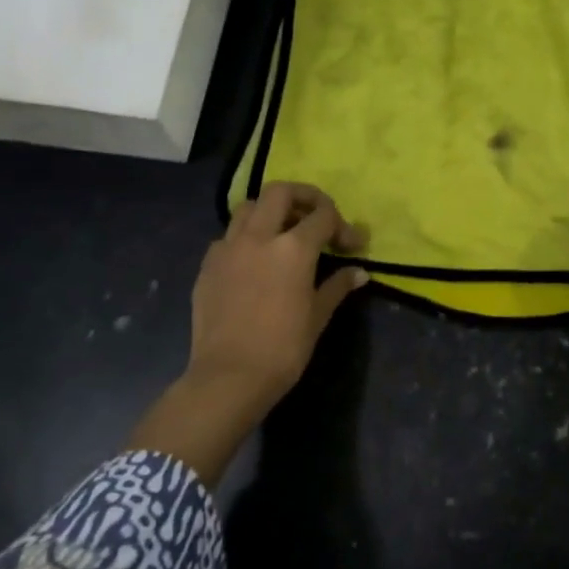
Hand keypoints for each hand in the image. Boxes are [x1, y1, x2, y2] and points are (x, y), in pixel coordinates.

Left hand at [187, 182, 368, 413]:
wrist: (229, 376)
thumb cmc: (283, 348)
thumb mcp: (318, 316)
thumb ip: (337, 286)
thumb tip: (360, 272)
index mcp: (293, 248)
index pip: (323, 215)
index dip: (342, 225)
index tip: (352, 245)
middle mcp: (259, 237)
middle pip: (280, 192)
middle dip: (303, 197)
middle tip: (316, 217)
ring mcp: (228, 248)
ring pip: (248, 207)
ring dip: (269, 211)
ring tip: (282, 233)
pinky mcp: (208, 265)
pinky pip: (228, 237)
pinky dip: (245, 238)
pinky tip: (253, 261)